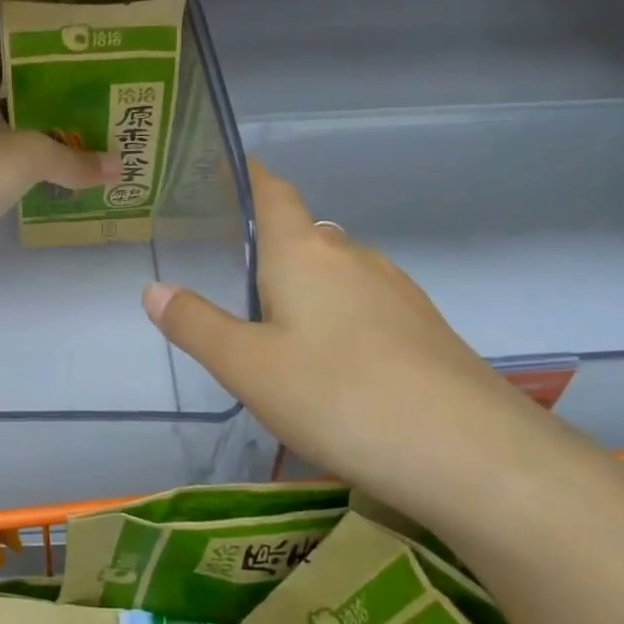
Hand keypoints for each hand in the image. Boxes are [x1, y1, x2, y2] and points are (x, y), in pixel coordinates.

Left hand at [0, 35, 110, 273]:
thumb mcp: (31, 157)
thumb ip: (74, 161)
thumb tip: (118, 166)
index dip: (9, 43)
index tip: (37, 33)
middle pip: (3, 102)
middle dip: (37, 96)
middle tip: (79, 90)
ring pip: (4, 142)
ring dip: (33, 140)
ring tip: (76, 136)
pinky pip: (2, 178)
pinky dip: (25, 177)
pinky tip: (52, 181)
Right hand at [142, 160, 588, 521]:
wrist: (468, 452)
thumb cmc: (339, 396)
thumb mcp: (248, 367)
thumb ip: (196, 325)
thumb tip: (154, 289)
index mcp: (304, 252)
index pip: (272, 192)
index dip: (248, 176)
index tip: (223, 171)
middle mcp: (352, 256)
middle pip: (302, 234)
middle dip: (266, 247)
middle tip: (227, 279)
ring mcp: (395, 290)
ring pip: (335, 273)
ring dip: (302, 287)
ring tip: (272, 326)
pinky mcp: (422, 327)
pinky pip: (363, 304)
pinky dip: (335, 315)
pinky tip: (328, 362)